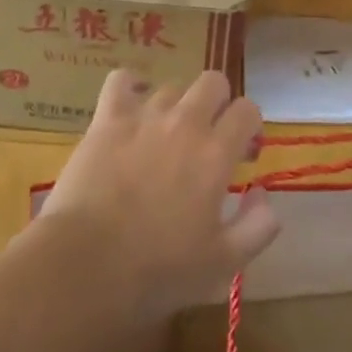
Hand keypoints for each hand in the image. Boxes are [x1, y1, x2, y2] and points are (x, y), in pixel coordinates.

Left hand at [40, 69, 278, 312]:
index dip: (249, 127)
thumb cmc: (159, 271)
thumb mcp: (224, 263)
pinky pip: (121, 80)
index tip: (242, 152)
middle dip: (218, 103)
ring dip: (177, 106)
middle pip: (213, 82)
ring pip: (172, 87)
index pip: (247, 110)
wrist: (87, 265)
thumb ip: (258, 226)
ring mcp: (144, 115)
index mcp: (216, 153)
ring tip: (166, 135)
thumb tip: (263, 194)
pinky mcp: (107, 118)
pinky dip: (130, 86)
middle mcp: (185, 123)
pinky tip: (131, 104)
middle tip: (209, 137)